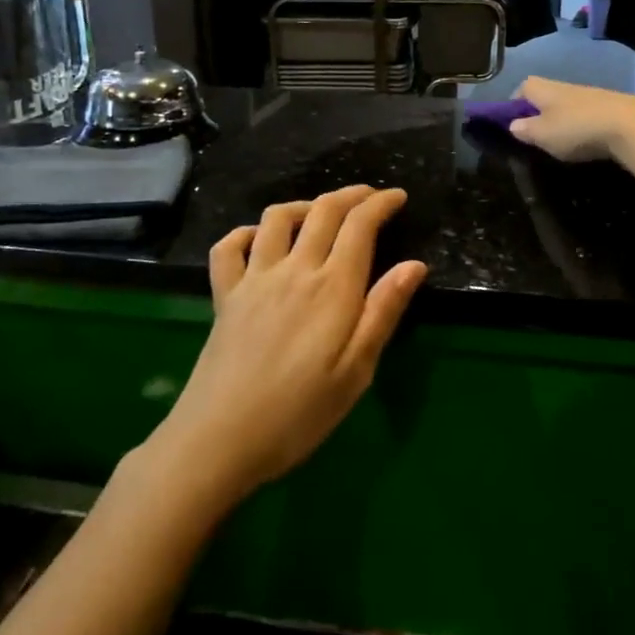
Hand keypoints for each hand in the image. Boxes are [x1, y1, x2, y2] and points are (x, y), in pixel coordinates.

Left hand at [148, 185, 426, 504]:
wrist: (219, 439)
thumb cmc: (299, 414)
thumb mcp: (356, 372)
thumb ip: (383, 312)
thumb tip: (414, 265)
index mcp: (332, 288)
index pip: (359, 225)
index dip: (381, 203)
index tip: (398, 196)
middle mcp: (294, 270)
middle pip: (323, 211)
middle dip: (351, 195)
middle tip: (370, 197)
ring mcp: (254, 279)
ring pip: (277, 218)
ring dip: (304, 204)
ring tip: (320, 213)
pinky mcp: (224, 295)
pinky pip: (229, 247)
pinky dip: (247, 232)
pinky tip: (259, 240)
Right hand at [507, 75, 634, 162]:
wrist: (629, 125)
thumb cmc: (576, 128)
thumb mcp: (542, 134)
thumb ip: (525, 130)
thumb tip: (513, 125)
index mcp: (542, 89)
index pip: (521, 88)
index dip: (514, 105)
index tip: (512, 124)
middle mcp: (563, 86)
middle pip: (544, 96)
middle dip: (538, 114)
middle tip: (536, 138)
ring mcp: (588, 95)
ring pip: (565, 106)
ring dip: (561, 121)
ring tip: (560, 144)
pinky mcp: (608, 106)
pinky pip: (585, 115)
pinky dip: (581, 126)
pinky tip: (585, 142)